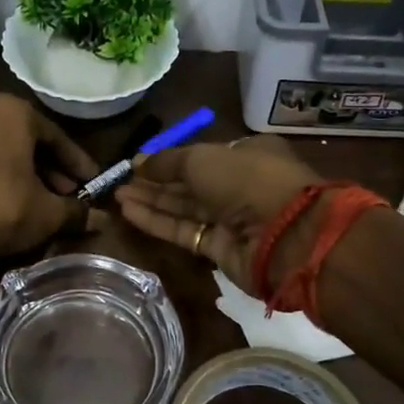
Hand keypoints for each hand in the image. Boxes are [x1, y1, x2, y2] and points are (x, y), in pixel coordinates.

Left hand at [0, 93, 100, 258]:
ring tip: (31, 204)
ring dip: (16, 175)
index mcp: (11, 112)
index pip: (56, 137)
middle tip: (64, 196)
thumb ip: (76, 212)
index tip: (91, 184)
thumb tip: (103, 220)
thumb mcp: (47, 213)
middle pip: (23, 142)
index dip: (77, 164)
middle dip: (47, 170)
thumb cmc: (0, 207)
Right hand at [113, 136, 319, 294]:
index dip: (170, 159)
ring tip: (117, 196)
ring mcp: (232, 219)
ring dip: (152, 201)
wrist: (286, 236)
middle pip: (190, 183)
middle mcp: (240, 185)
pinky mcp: (221, 249)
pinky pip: (184, 231)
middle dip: (156, 181)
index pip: (203, 155)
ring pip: (185, 208)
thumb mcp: (202, 158)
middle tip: (120, 180)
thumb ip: (167, 161)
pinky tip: (128, 212)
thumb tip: (138, 162)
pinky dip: (158, 222)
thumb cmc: (247, 180)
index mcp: (247, 155)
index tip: (139, 162)